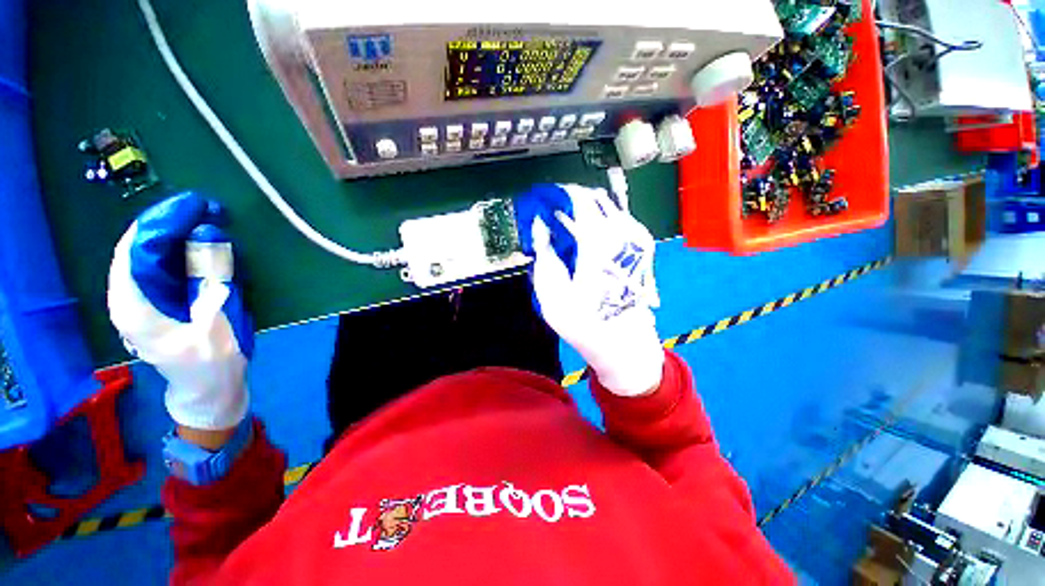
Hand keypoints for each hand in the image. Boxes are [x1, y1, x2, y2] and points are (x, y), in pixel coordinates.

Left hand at [108, 193, 253, 430]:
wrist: (208, 389)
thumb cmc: (212, 364)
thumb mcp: (216, 327)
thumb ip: (210, 283)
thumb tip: (209, 238)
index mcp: (133, 307)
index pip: (135, 250)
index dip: (162, 222)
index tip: (195, 205)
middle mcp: (129, 296)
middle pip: (139, 246)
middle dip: (170, 223)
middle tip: (207, 209)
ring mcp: (141, 297)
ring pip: (149, 252)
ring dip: (177, 232)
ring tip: (208, 219)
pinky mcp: (157, 298)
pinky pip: (162, 263)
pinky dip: (182, 247)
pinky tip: (202, 241)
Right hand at [517, 184, 663, 395]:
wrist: (623, 342)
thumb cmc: (584, 321)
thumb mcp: (552, 292)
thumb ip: (544, 253)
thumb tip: (540, 224)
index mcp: (600, 242)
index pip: (579, 198)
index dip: (558, 193)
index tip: (541, 199)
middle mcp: (623, 233)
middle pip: (594, 198)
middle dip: (570, 201)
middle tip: (551, 215)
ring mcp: (636, 239)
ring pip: (607, 208)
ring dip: (584, 212)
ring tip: (565, 229)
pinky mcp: (641, 247)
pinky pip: (617, 221)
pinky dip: (598, 222)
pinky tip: (585, 239)